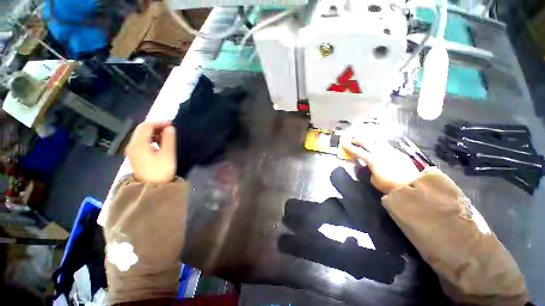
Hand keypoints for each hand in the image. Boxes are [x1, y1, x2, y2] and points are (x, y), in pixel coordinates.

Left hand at [126, 122, 176, 183]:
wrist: (151, 188)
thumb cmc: (161, 171)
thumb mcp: (168, 154)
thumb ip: (169, 139)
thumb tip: (170, 128)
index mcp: (138, 144)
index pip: (146, 126)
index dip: (159, 122)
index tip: (172, 123)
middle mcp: (132, 145)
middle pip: (142, 129)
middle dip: (156, 126)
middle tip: (170, 128)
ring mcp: (132, 150)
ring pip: (141, 135)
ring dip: (154, 132)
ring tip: (167, 134)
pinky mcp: (135, 155)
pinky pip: (141, 141)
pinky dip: (151, 138)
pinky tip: (160, 142)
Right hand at [342, 134, 419, 193]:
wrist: (412, 185)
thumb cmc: (389, 185)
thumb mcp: (374, 180)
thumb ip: (369, 170)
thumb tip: (369, 166)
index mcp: (372, 160)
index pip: (358, 151)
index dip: (349, 148)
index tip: (343, 144)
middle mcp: (381, 152)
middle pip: (367, 142)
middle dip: (358, 139)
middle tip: (352, 138)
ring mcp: (391, 151)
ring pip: (378, 141)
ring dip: (370, 139)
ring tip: (365, 138)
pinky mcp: (399, 153)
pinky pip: (387, 146)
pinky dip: (380, 144)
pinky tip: (379, 145)